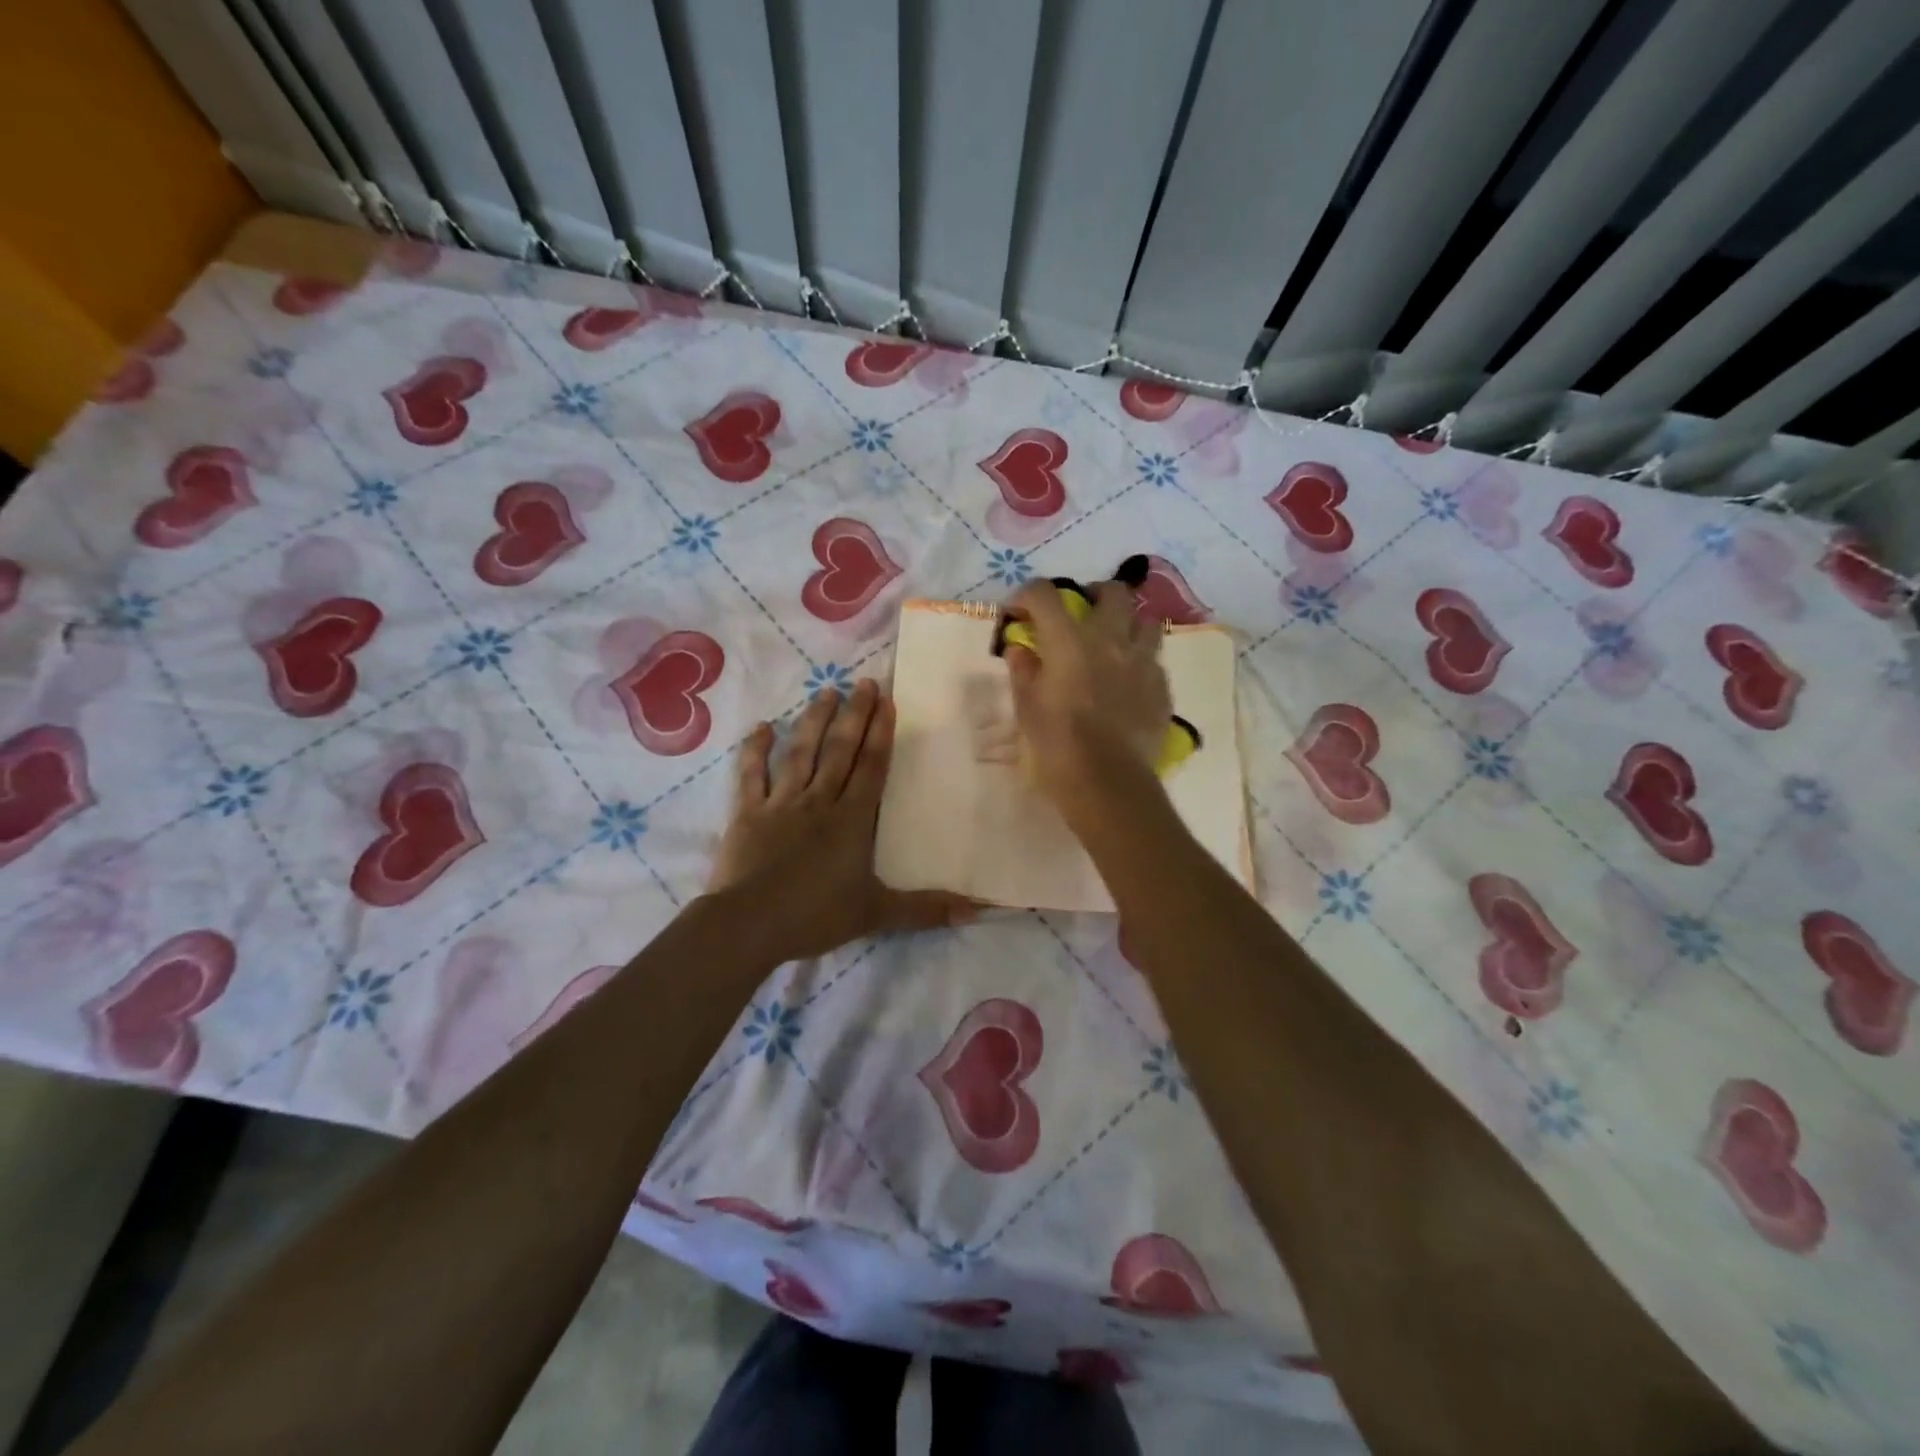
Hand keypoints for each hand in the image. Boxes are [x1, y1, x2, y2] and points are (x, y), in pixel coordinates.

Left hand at [705, 679, 973, 960]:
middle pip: (839, 750)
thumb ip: (926, 909)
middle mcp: (819, 801)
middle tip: (863, 682)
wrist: (749, 925)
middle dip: (854, 715)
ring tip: (825, 691)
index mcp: (852, 820)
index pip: (871, 767)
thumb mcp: (877, 914)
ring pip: (800, 753)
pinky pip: (751, 774)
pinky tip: (761, 727)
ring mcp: (781, 803)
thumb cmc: (816, 916)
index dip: (880, 733)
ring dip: (813, 721)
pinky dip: (755, 750)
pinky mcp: (748, 813)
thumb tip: (978, 912)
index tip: (887, 701)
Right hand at [1004, 576, 1170, 818]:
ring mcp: (1142, 662)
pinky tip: (1128, 683)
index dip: (1027, 596)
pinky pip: (1154, 660)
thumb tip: (1020, 650)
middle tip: (1081, 615)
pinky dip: (1139, 662)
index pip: (1045, 594)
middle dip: (1094, 595)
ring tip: (1114, 645)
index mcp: (1069, 641)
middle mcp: (1111, 639)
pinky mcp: (1162, 687)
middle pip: (1112, 592)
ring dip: (1127, 625)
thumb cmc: (1058, 745)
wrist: (1108, 782)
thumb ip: (1023, 671)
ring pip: (1145, 622)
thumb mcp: (1027, 709)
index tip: (1020, 613)